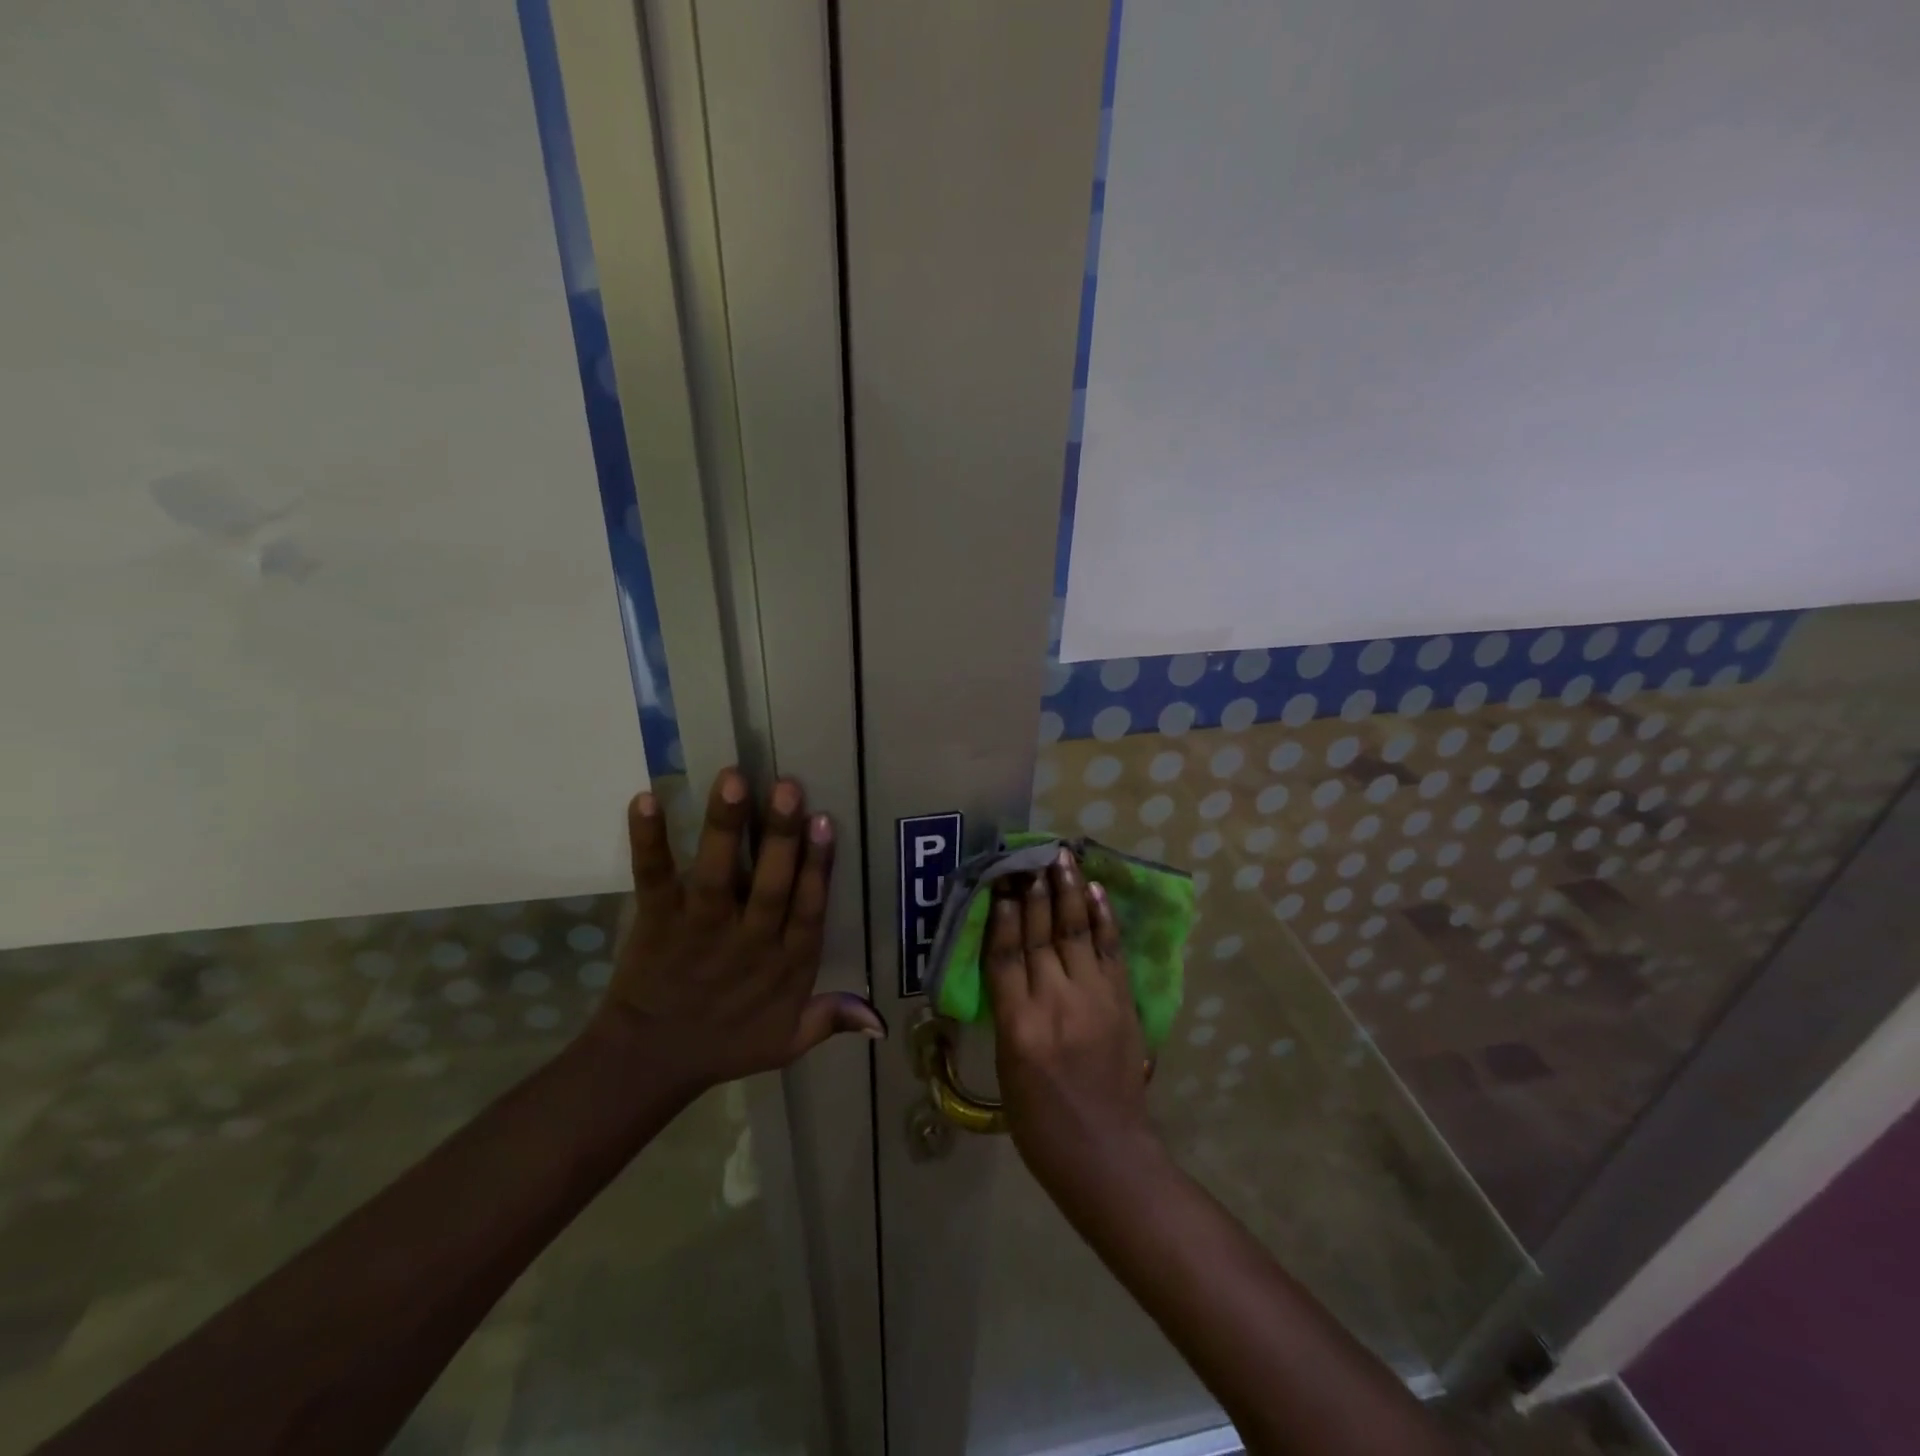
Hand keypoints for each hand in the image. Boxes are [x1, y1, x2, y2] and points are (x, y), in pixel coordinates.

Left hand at [587, 767, 885, 1089]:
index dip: (818, 868)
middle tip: (788, 788)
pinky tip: (646, 799)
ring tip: (732, 779)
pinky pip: (653, 877)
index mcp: (784, 965)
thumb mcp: (788, 1042)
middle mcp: (746, 942)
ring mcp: (699, 930)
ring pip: (716, 875)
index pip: (807, 911)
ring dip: (724, 827)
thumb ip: (833, 1019)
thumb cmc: (726, 1044)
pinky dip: (648, 840)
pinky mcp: (656, 922)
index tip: (825, 822)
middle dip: (780, 836)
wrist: (649, 1062)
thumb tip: (883, 1021)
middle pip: (769, 885)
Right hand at [985, 849, 1159, 1196]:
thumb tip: (1012, 965)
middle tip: (1031, 855)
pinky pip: (1110, 950)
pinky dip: (1102, 918)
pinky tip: (1094, 891)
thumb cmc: (1040, 1122)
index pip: (1006, 954)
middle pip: (1042, 935)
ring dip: (1068, 891)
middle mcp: (1055, 1003)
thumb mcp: (1007, 1069)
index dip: (1003, 914)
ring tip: (1062, 857)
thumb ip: (1010, 1011)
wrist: (1105, 1153)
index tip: (1002, 882)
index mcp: (1019, 1026)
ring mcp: (1094, 999)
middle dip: (1035, 891)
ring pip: (1076, 932)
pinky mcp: (1122, 1003)